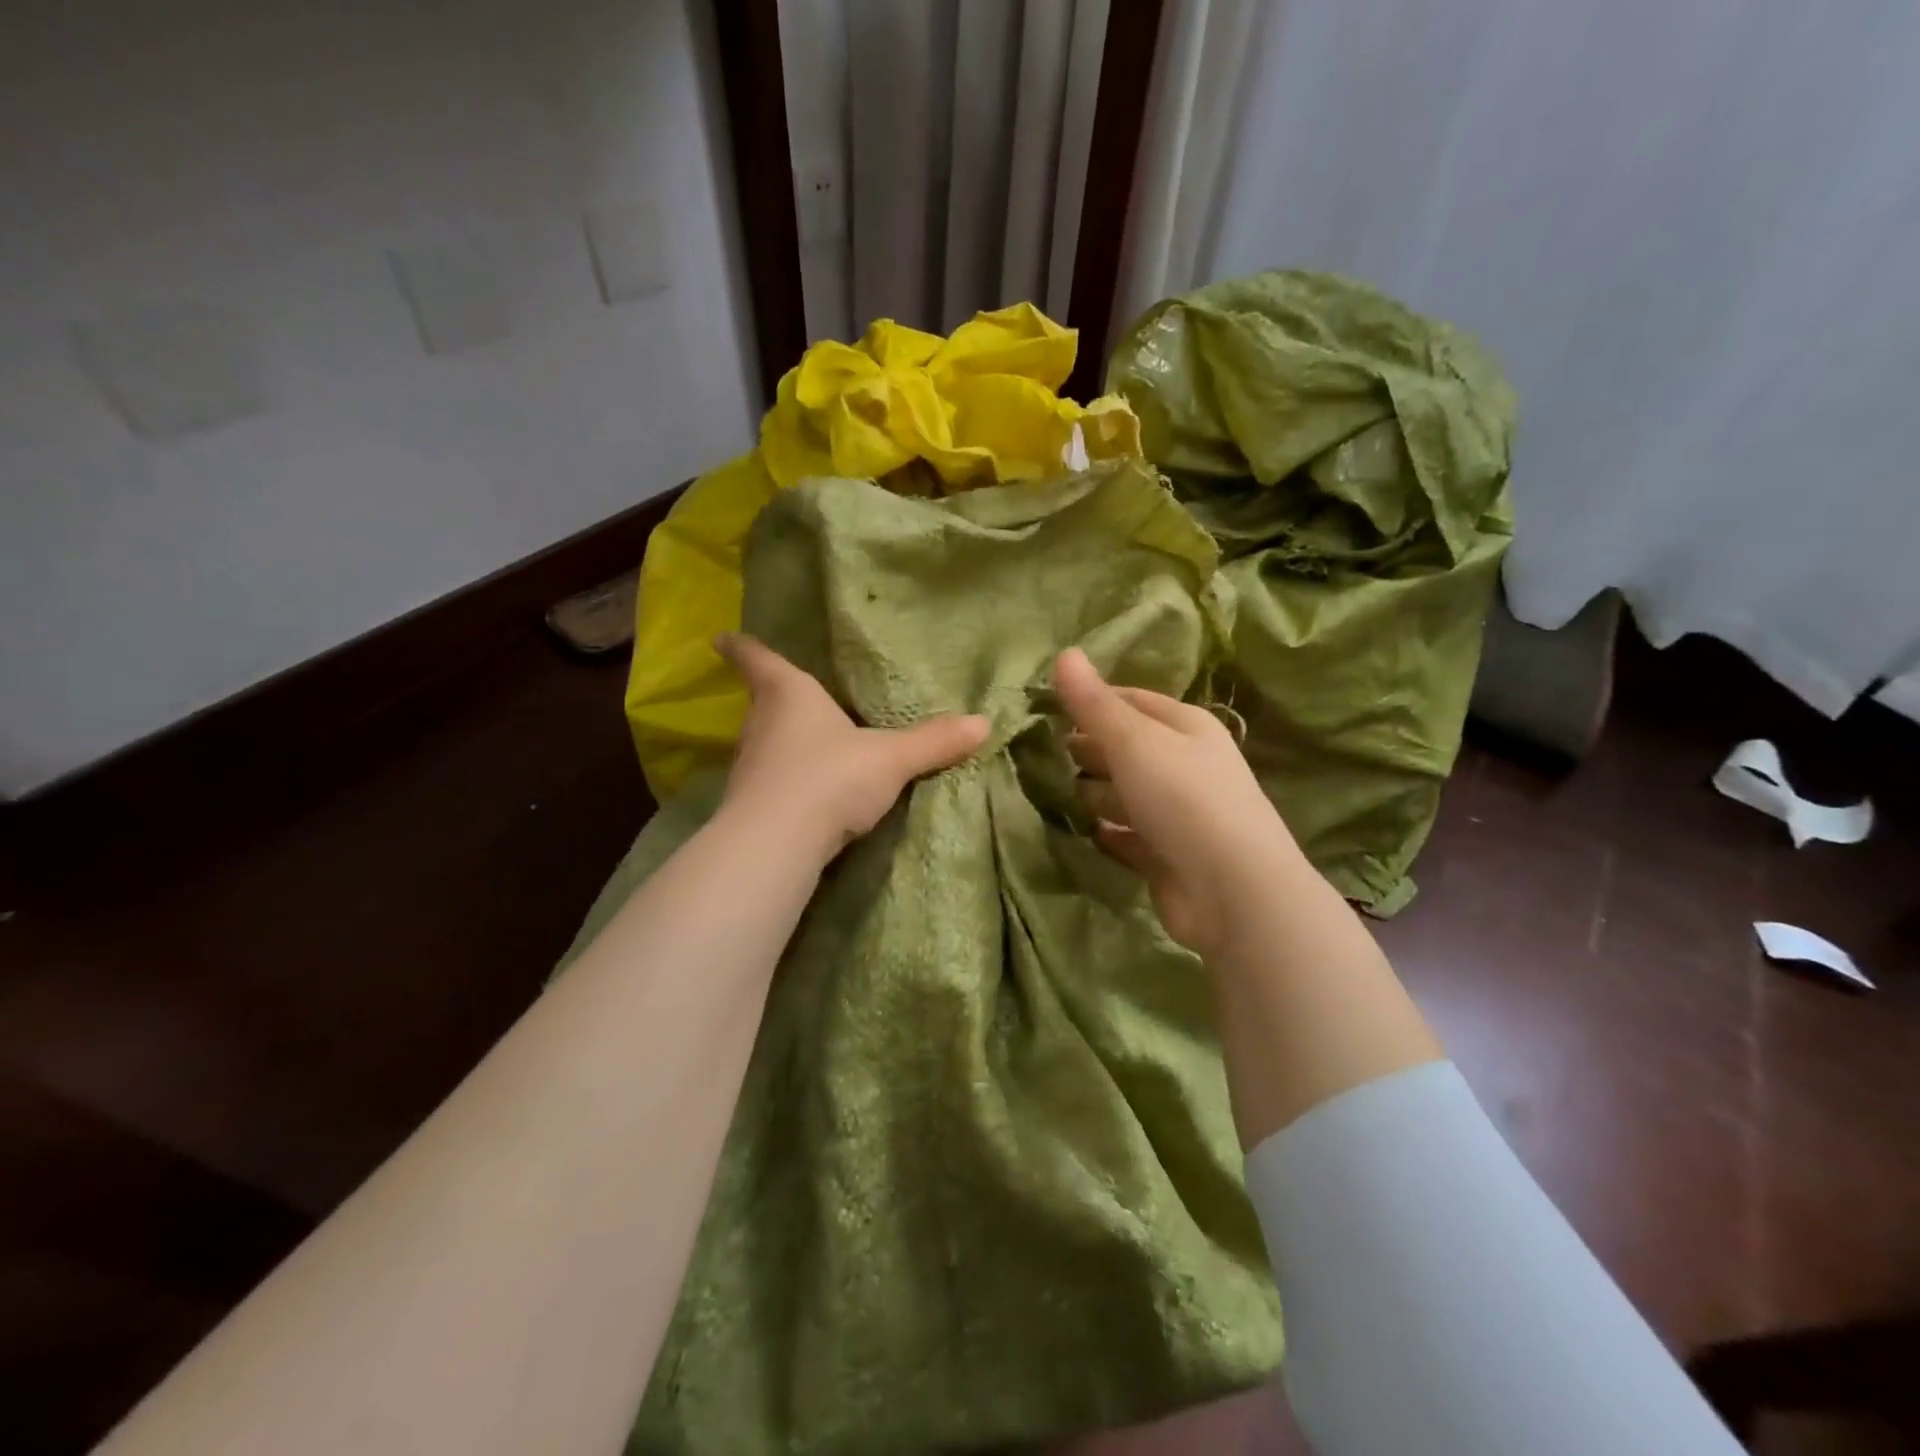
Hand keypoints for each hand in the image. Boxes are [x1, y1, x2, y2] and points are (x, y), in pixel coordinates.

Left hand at [716, 633, 990, 864]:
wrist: (778, 843)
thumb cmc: (830, 777)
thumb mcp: (890, 758)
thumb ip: (933, 742)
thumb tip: (983, 723)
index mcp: (788, 695)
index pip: (758, 660)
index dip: (742, 647)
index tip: (722, 637)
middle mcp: (761, 724)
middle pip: (762, 703)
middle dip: (773, 699)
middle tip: (791, 696)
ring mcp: (750, 767)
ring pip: (765, 744)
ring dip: (781, 743)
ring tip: (806, 745)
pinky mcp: (750, 805)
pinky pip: (771, 781)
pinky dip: (786, 780)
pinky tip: (808, 793)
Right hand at [1053, 647, 1303, 956]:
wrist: (1233, 892)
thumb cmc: (1184, 799)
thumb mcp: (1134, 742)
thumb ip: (1094, 703)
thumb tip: (1063, 653)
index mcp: (1185, 727)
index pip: (1131, 701)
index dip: (1091, 701)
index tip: (1045, 708)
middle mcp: (1185, 765)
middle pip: (1126, 748)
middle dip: (1087, 749)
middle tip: (1037, 753)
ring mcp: (1177, 813)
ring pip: (1124, 794)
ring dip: (1092, 793)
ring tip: (1047, 792)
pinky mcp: (1167, 856)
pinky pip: (1127, 836)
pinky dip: (1105, 833)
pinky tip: (1078, 832)